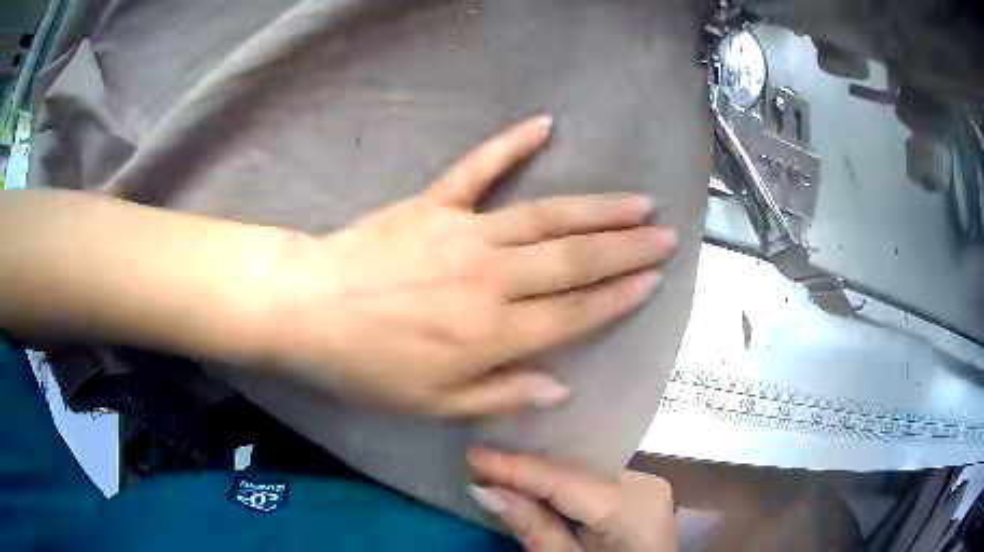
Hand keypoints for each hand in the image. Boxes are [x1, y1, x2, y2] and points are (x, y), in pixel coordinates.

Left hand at [271, 116, 677, 416]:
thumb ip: (501, 394)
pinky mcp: (435, 203)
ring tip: (637, 202)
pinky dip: (511, 144)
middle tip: (665, 235)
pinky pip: (479, 168)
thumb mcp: (433, 404)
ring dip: (597, 208)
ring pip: (546, 216)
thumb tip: (560, 387)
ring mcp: (464, 232)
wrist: (311, 309)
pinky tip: (544, 125)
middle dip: (626, 248)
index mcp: (492, 333)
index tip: (654, 280)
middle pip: (574, 260)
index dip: (619, 297)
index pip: (575, 314)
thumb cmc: (368, 366)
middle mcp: (491, 277)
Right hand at [467, 447, 676, 551]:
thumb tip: (486, 490)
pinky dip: (564, 481)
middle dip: (527, 467)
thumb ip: (533, 528)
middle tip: (480, 463)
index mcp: (632, 506)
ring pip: (583, 468)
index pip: (565, 478)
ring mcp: (645, 483)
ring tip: (499, 468)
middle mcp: (644, 482)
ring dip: (543, 473)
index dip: (517, 467)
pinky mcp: (641, 489)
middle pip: (575, 468)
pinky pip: (595, 477)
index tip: (473, 454)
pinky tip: (535, 481)